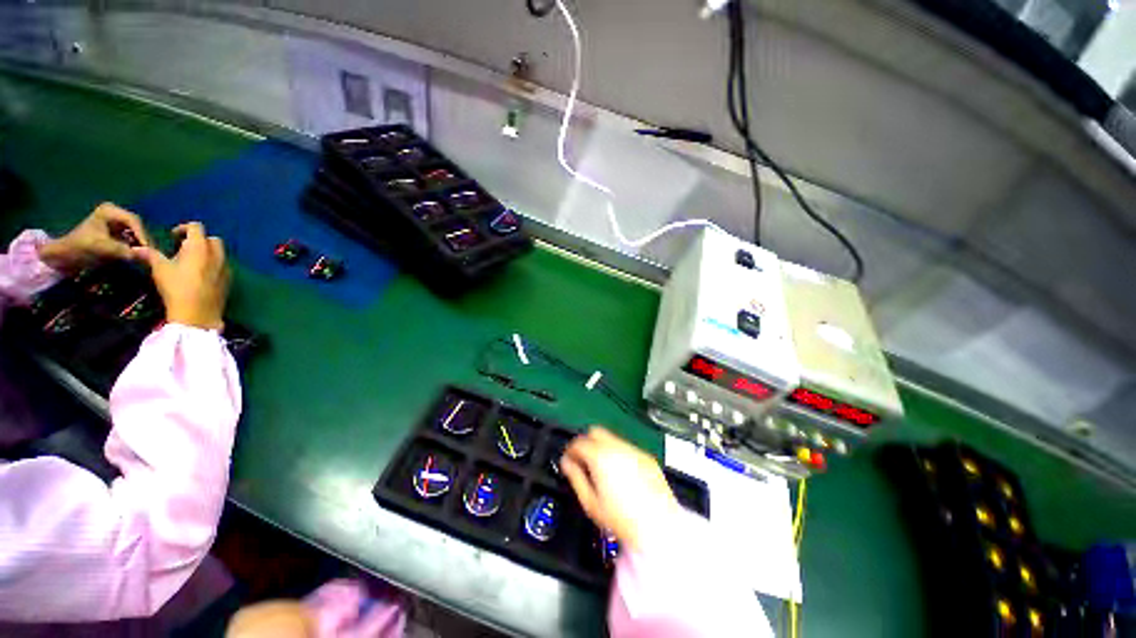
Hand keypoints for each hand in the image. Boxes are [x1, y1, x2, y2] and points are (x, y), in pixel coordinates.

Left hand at [38, 202, 151, 272]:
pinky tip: (135, 254)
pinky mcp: (114, 231)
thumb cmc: (80, 248)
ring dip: (139, 243)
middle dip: (142, 239)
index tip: (147, 249)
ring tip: (143, 255)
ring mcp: (114, 221)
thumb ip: (122, 250)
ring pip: (135, 232)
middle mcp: (113, 212)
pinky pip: (130, 237)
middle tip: (148, 253)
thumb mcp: (101, 248)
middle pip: (136, 226)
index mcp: (109, 211)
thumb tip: (143, 255)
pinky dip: (134, 245)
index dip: (142, 235)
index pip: (133, 221)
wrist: (64, 255)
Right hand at [133, 222, 229, 330]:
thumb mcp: (160, 269)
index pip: (196, 227)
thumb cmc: (176, 287)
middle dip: (198, 240)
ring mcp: (226, 267)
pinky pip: (223, 266)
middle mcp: (217, 254)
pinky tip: (200, 275)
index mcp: (200, 247)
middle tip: (183, 249)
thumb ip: (150, 255)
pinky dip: (213, 264)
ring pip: (219, 253)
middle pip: (211, 239)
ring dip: (206, 252)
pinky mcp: (229, 279)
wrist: (197, 313)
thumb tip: (136, 249)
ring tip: (190, 262)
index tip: (173, 236)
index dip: (184, 228)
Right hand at [560, 427, 678, 553]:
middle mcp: (617, 447)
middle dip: (586, 442)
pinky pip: (627, 448)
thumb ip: (575, 477)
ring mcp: (633, 450)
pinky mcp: (647, 457)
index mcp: (600, 456)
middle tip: (583, 460)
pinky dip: (619, 454)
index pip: (578, 442)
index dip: (570, 450)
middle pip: (595, 432)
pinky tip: (622, 474)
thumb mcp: (590, 502)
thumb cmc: (620, 518)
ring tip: (603, 469)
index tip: (568, 460)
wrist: (658, 525)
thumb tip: (566, 463)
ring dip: (603, 447)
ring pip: (612, 438)